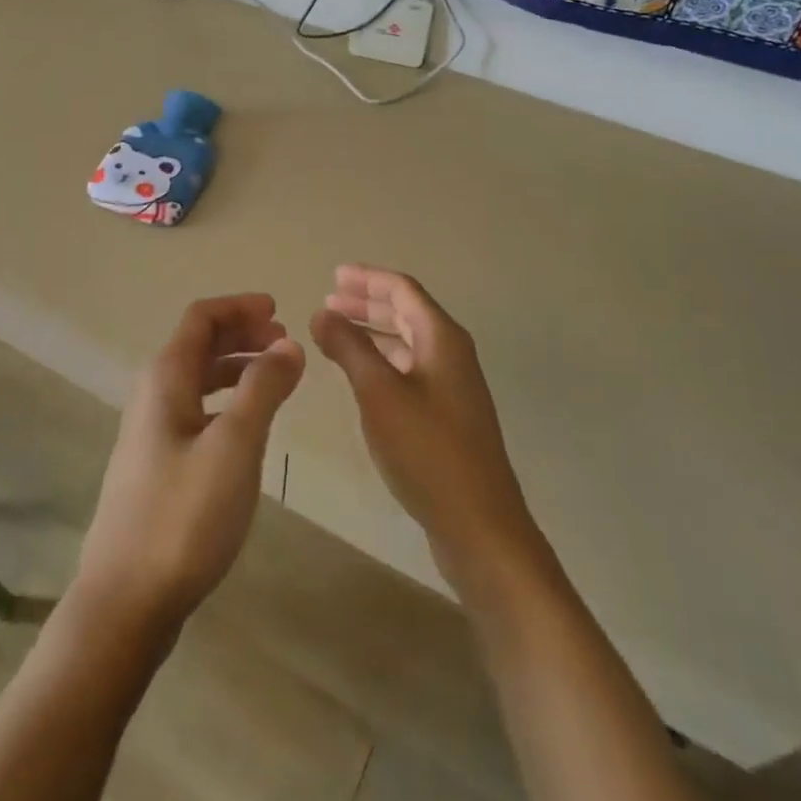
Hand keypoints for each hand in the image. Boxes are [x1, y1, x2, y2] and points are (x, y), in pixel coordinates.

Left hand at [75, 294, 304, 635]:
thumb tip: (288, 344)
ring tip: (274, 378)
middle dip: (241, 334)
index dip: (240, 307)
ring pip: (197, 379)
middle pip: (198, 344)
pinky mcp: (156, 465)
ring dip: (235, 368)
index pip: (201, 317)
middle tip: (284, 344)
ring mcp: (151, 432)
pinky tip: (247, 426)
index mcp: (166, 377)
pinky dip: (226, 401)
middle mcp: (153, 395)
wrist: (126, 601)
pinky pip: (196, 410)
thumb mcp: (236, 445)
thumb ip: (263, 388)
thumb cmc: (184, 515)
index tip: (279, 311)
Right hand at [311, 266, 539, 589]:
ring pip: (407, 342)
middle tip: (329, 300)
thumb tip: (322, 312)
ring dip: (372, 332)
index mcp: (442, 338)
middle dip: (367, 303)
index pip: (403, 289)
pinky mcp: (447, 415)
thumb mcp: (379, 393)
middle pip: (407, 312)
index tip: (333, 275)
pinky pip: (409, 369)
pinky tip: (360, 374)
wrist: (479, 525)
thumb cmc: (427, 450)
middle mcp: (451, 354)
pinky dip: (382, 361)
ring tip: (336, 332)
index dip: (367, 278)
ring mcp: (452, 386)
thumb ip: (349, 348)